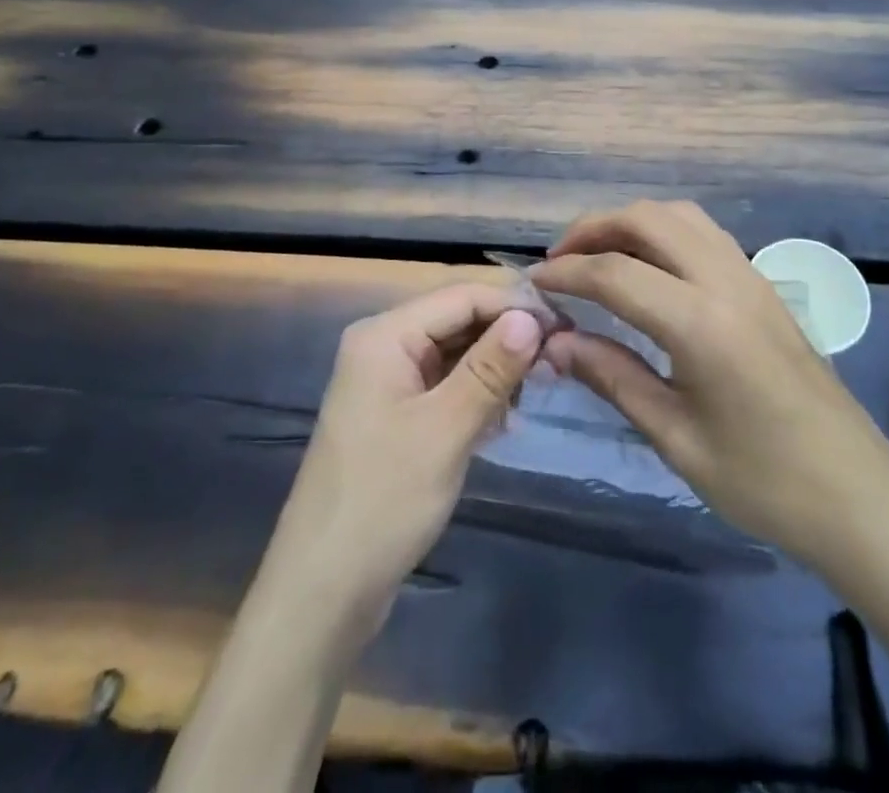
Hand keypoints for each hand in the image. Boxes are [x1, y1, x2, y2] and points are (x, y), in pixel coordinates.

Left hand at [255, 284, 544, 648]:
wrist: (323, 591)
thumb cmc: (383, 500)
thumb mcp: (445, 430)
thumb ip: (490, 368)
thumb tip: (532, 317)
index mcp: (385, 335)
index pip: (461, 297)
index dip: (513, 306)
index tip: (564, 327)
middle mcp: (384, 346)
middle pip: (457, 321)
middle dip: (506, 338)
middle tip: (558, 364)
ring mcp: (388, 382)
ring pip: (455, 354)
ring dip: (495, 369)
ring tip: (534, 394)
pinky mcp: (396, 415)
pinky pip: (445, 385)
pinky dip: (477, 395)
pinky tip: (505, 419)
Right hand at [533, 201, 888, 580]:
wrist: (859, 497)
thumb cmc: (763, 481)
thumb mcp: (675, 437)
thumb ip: (612, 377)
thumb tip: (555, 341)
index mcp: (701, 321)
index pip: (615, 273)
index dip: (567, 272)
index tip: (534, 284)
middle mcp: (726, 280)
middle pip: (647, 219)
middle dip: (594, 228)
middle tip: (560, 261)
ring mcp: (751, 276)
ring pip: (679, 216)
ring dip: (631, 223)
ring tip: (599, 257)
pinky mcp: (765, 286)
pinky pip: (704, 233)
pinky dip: (663, 232)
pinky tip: (649, 268)